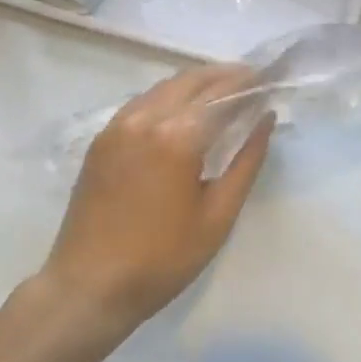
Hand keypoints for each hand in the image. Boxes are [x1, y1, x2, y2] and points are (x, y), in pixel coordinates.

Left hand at [38, 66, 275, 337]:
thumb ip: (246, 162)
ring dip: (197, 83)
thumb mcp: (217, 216)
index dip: (250, 83)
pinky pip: (143, 102)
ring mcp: (118, 124)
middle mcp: (145, 117)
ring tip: (225, 91)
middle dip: (225, 76)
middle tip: (253, 80)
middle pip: (193, 81)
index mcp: (177, 136)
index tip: (271, 77)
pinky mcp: (102, 138)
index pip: (223, 94)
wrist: (88, 285)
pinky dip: (170, 97)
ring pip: (165, 87)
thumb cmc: (162, 259)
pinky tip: (184, 110)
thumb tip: (265, 120)